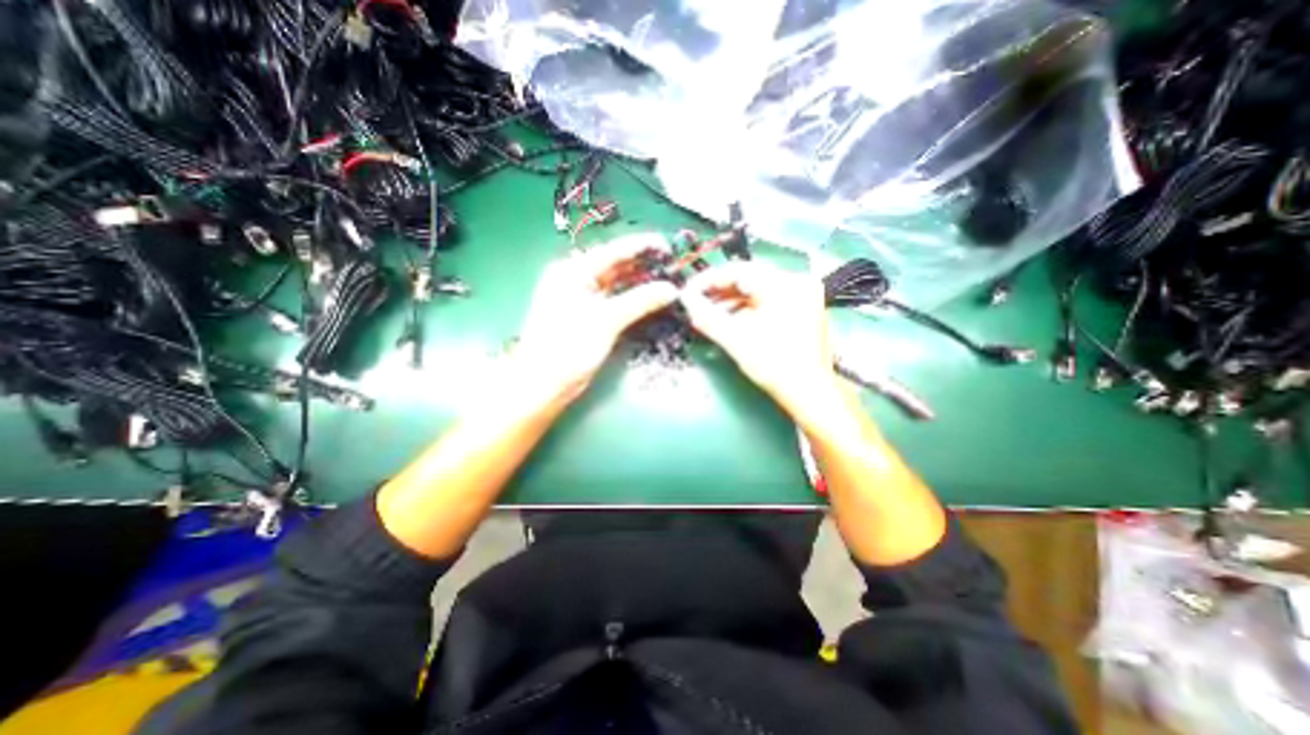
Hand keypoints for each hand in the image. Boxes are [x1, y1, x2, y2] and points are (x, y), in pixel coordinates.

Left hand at [511, 236, 675, 397]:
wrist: (545, 384)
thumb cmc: (569, 347)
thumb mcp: (607, 320)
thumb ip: (641, 301)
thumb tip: (672, 289)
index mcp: (573, 270)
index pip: (614, 250)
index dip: (642, 246)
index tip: (669, 245)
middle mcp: (576, 279)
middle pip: (616, 266)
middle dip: (644, 265)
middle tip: (674, 266)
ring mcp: (582, 298)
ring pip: (617, 284)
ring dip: (641, 283)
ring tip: (669, 281)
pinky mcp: (589, 316)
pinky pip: (615, 301)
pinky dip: (633, 300)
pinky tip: (652, 299)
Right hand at [682, 260, 831, 413]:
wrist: (809, 393)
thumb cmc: (774, 365)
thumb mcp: (736, 340)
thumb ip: (707, 316)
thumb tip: (686, 299)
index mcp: (784, 285)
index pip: (738, 270)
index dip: (709, 280)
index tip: (688, 291)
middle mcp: (796, 283)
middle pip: (748, 278)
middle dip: (719, 292)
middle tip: (695, 303)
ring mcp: (801, 296)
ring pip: (757, 290)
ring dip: (731, 301)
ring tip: (708, 314)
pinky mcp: (801, 310)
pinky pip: (767, 301)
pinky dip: (746, 309)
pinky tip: (729, 320)